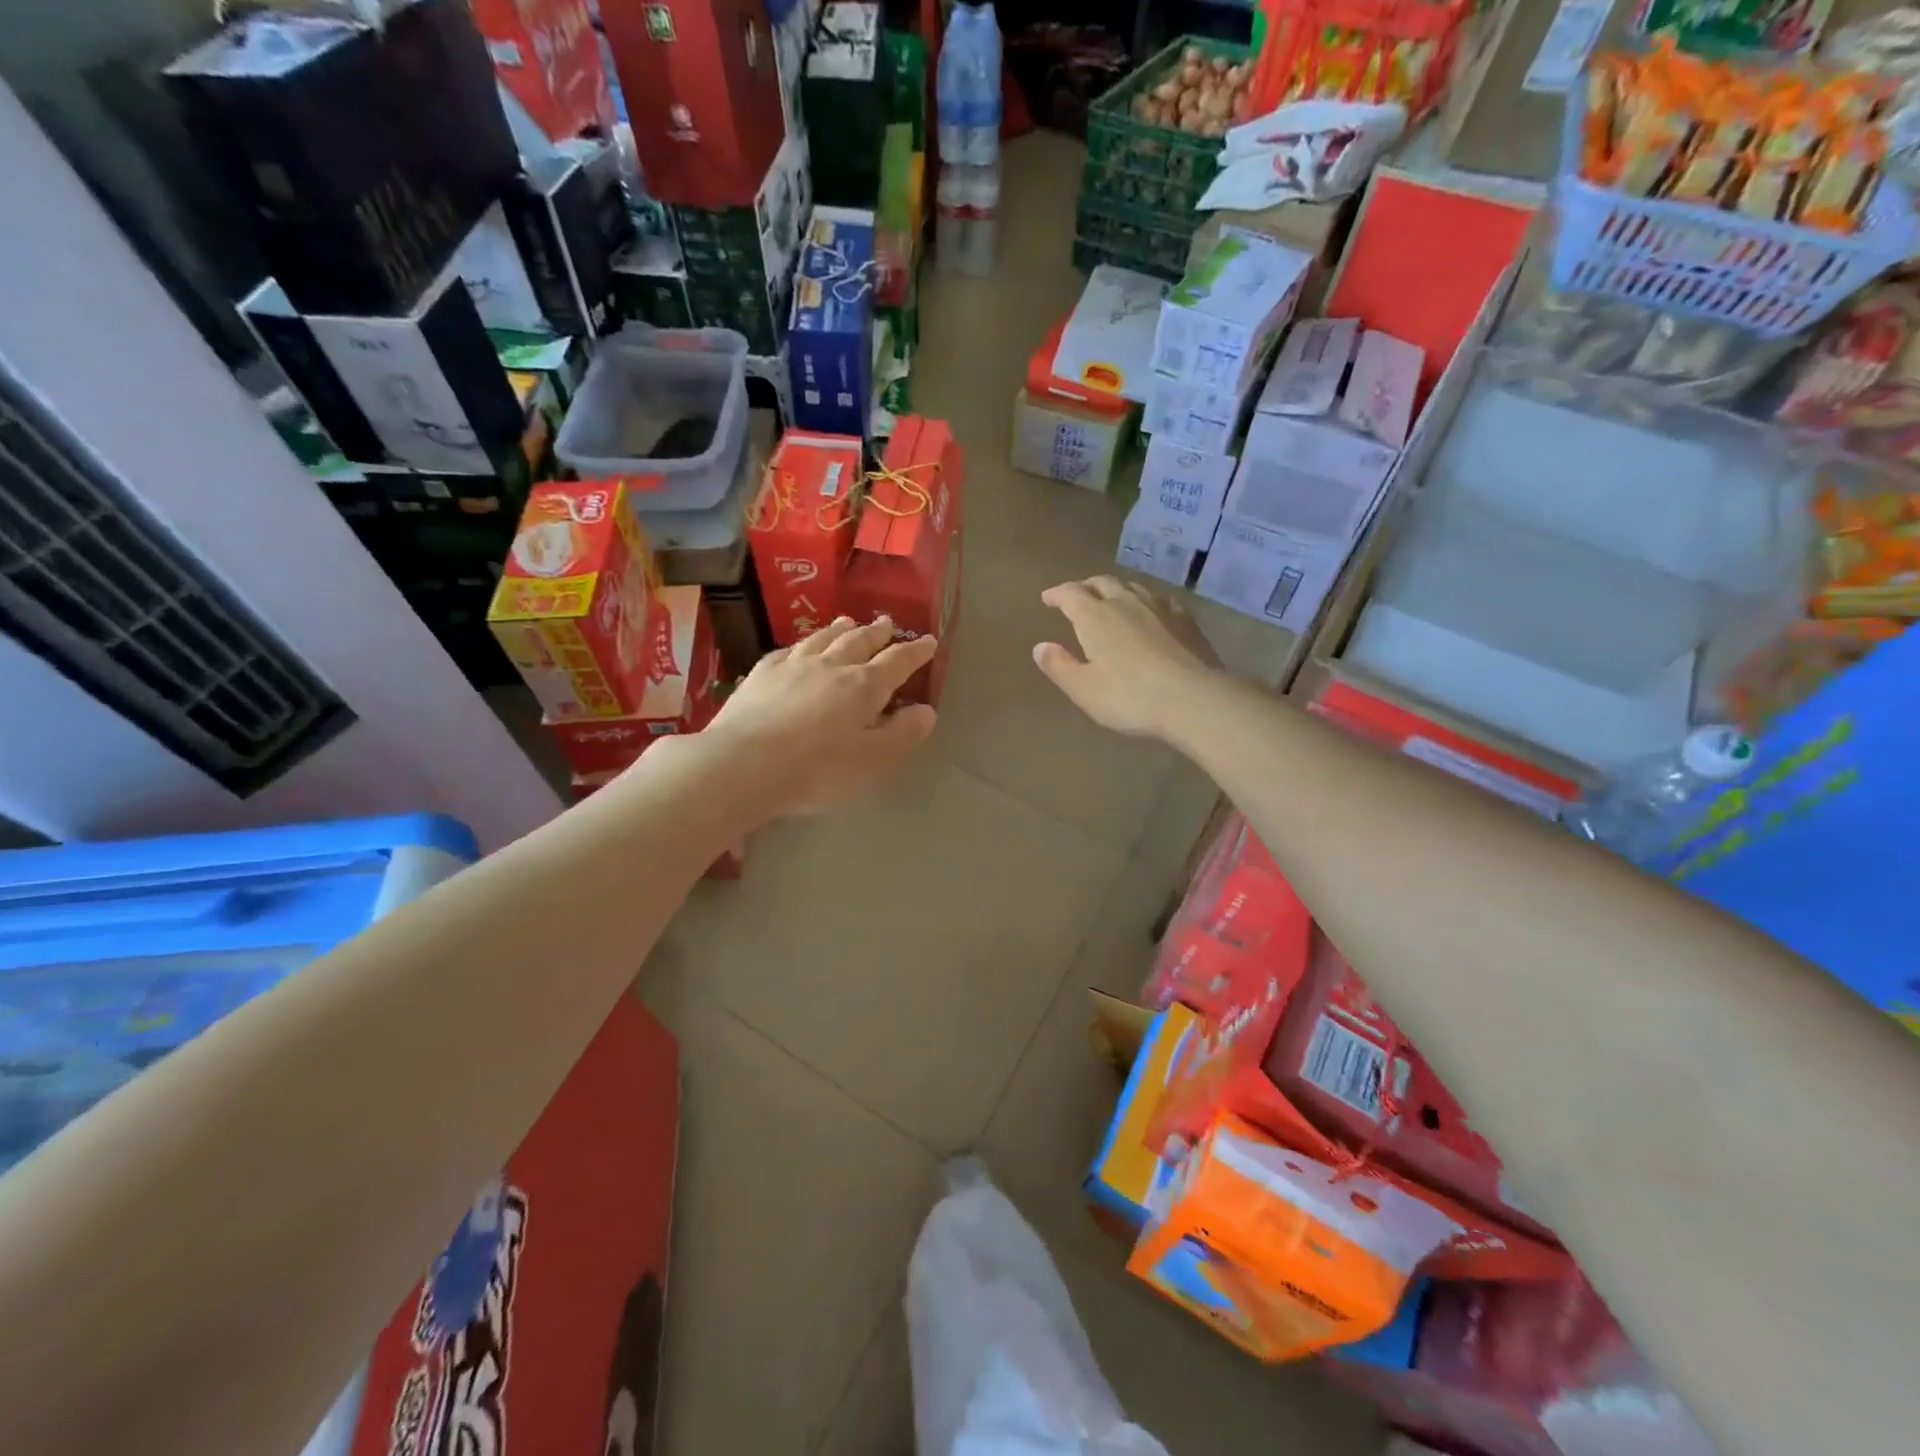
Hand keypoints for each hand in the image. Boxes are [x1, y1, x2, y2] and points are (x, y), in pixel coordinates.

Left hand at [702, 616, 938, 816]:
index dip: (915, 652)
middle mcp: (831, 666)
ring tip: (848, 621)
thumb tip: (927, 710)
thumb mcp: (872, 761)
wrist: (744, 765)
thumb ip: (901, 734)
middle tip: (887, 622)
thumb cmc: (817, 770)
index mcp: (864, 687)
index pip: (897, 662)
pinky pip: (787, 650)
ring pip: (823, 638)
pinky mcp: (761, 674)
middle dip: (877, 633)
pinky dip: (801, 644)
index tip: (929, 641)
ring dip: (840, 629)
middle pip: (859, 642)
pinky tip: (799, 647)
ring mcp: (793, 666)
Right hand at [1033, 576, 1222, 740]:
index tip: (1048, 598)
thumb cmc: (1130, 697)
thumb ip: (1059, 666)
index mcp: (1095, 617)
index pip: (1070, 594)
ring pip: (1131, 587)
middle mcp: (1125, 602)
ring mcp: (1159, 607)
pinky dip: (1145, 600)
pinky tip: (1150, 611)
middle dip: (1085, 587)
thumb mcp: (1084, 689)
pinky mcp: (1185, 619)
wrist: (1194, 699)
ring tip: (1110, 600)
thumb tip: (1041, 646)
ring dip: (1115, 589)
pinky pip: (1159, 599)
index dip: (1057, 594)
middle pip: (1102, 583)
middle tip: (1077, 596)